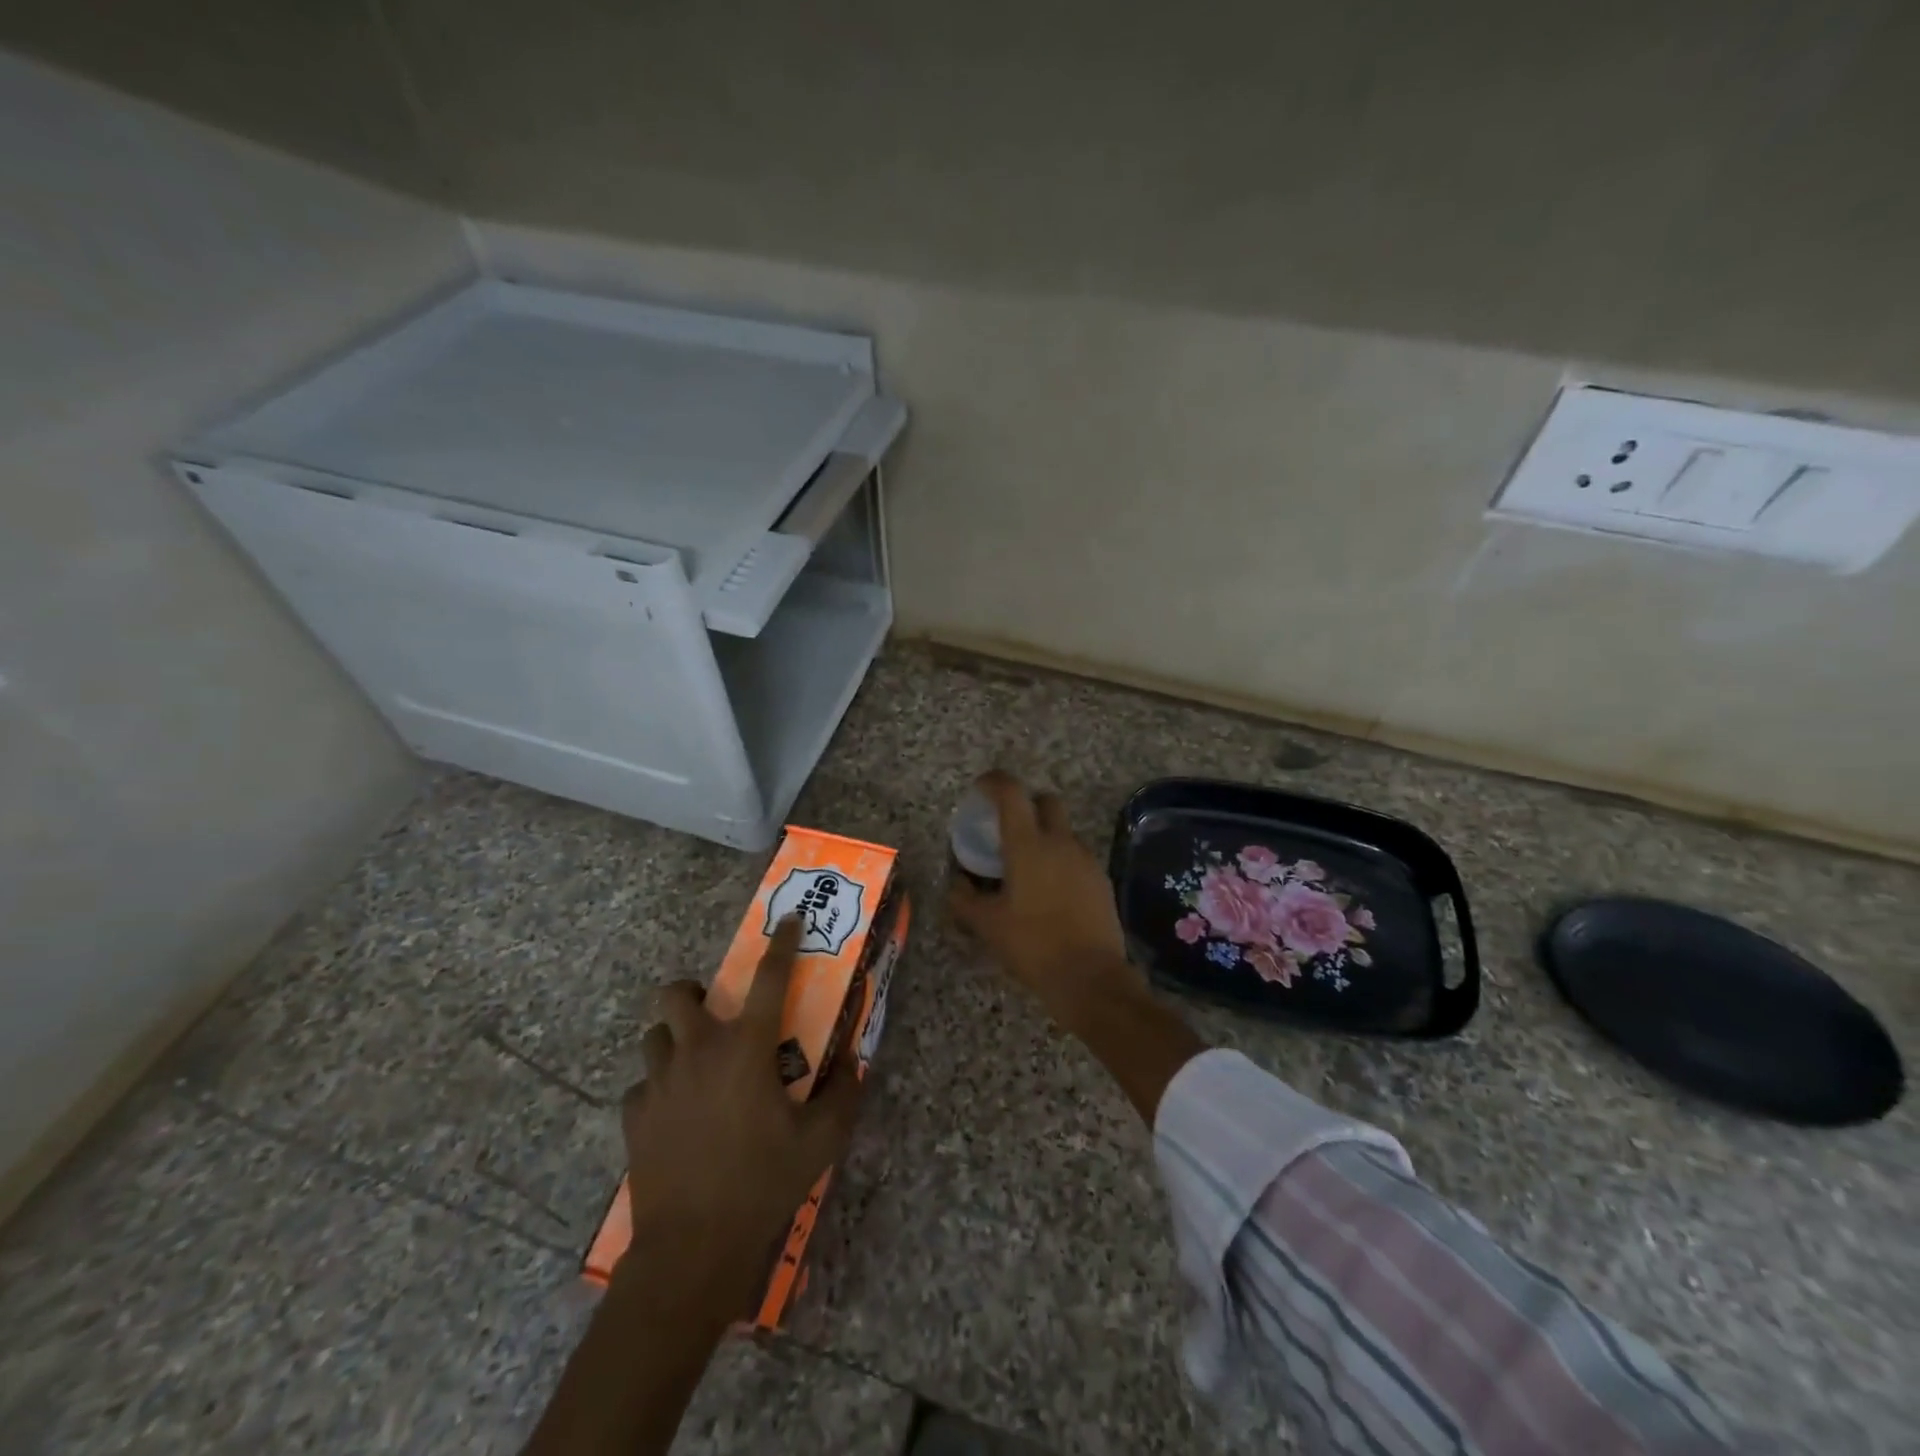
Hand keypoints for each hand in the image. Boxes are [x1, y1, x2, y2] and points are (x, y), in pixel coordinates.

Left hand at [617, 918, 862, 1322]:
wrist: (692, 1248)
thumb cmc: (762, 1182)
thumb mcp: (820, 1141)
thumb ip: (843, 1093)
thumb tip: (853, 1061)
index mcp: (746, 1049)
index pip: (769, 978)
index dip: (781, 943)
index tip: (787, 921)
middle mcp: (698, 1052)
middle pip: (676, 993)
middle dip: (692, 991)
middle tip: (715, 1014)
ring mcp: (659, 1083)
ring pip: (654, 1036)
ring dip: (674, 1040)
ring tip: (695, 1065)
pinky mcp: (635, 1116)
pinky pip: (641, 1086)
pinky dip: (658, 1088)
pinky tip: (675, 1113)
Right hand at [947, 771, 1148, 1037]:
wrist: (1091, 978)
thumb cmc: (1032, 946)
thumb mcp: (987, 925)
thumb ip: (964, 899)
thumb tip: (957, 883)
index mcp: (1028, 845)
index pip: (1011, 793)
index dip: (994, 781)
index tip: (981, 788)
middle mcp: (1060, 842)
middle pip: (1046, 801)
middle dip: (1026, 804)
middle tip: (1007, 826)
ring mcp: (1086, 860)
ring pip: (1063, 831)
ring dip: (1044, 835)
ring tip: (1026, 867)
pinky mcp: (1101, 880)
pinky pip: (1076, 856)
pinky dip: (1060, 860)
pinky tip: (1049, 891)